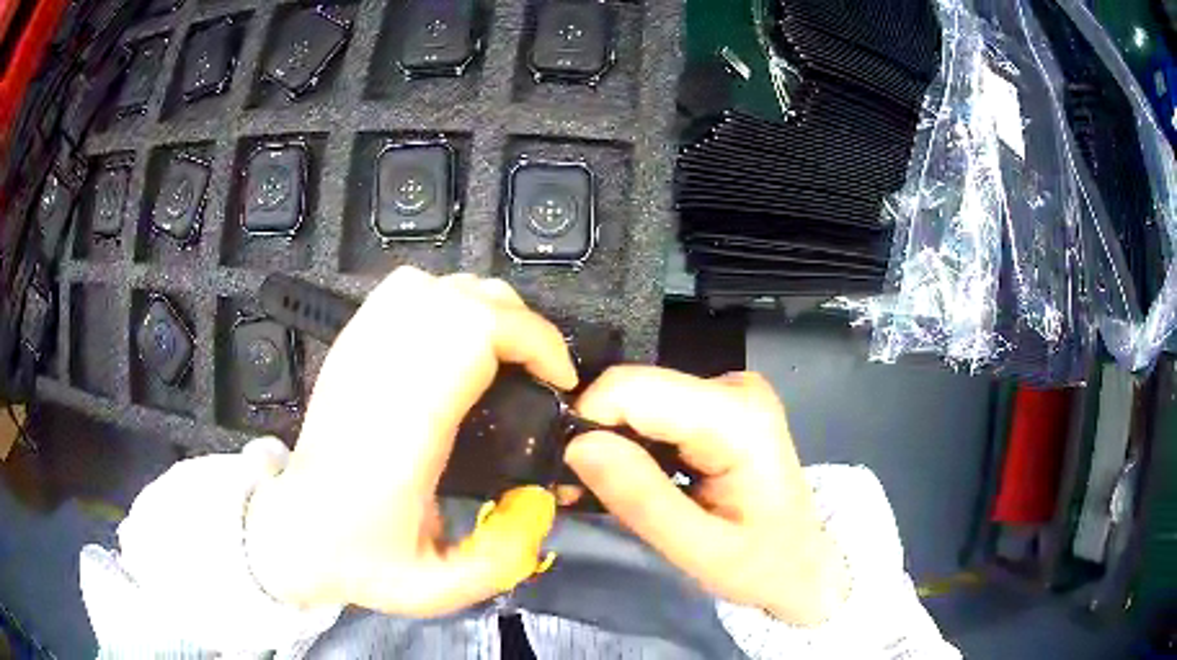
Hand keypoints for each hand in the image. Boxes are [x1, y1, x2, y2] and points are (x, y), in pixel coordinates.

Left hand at [245, 267, 577, 616]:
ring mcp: (359, 351)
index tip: (558, 381)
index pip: (475, 333)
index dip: (533, 342)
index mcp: (404, 423)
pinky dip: (443, 298)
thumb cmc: (359, 559)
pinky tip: (453, 337)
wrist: (295, 532)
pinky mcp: (350, 346)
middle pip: (464, 299)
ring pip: (436, 286)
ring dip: (484, 308)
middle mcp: (380, 372)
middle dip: (521, 326)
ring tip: (503, 353)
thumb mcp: (436, 588)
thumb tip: (542, 503)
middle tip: (540, 373)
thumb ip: (502, 558)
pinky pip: (403, 291)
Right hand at [565, 366, 848, 626]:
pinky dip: (634, 444)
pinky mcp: (718, 404)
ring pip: (639, 400)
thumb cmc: (764, 565)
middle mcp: (733, 387)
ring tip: (608, 493)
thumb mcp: (700, 551)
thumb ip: (641, 499)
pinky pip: (655, 411)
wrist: (806, 564)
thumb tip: (577, 444)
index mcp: (737, 417)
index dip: (588, 422)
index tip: (570, 474)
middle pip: (634, 390)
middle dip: (598, 437)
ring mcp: (728, 391)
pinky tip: (635, 480)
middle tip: (582, 492)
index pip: (632, 388)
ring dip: (613, 444)